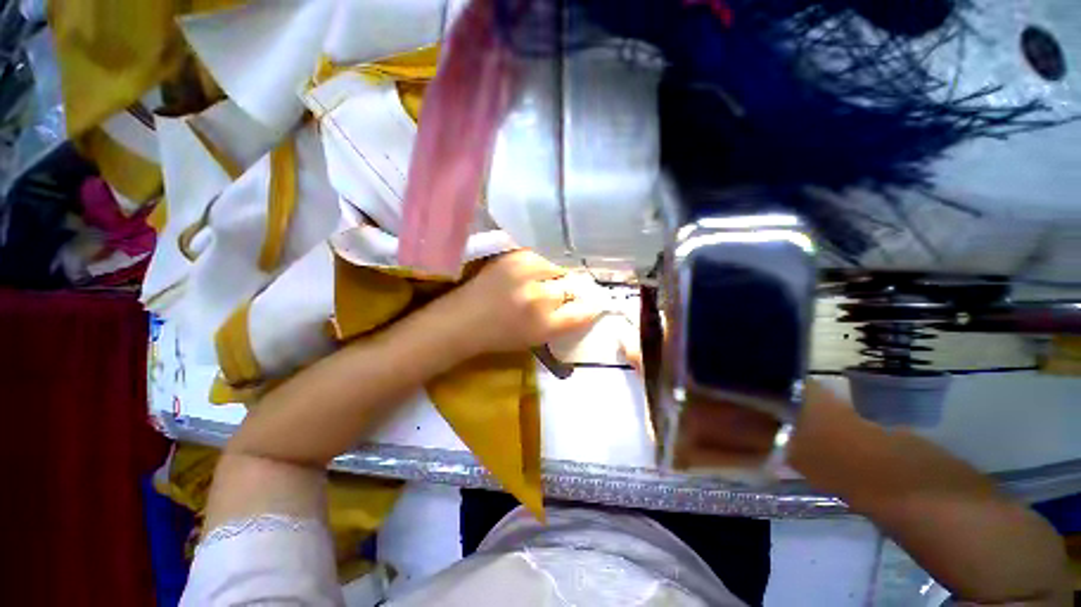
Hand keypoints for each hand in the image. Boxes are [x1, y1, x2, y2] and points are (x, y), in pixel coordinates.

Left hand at [438, 250, 601, 357]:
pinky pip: (542, 255)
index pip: (583, 311)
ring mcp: (526, 271)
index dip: (589, 306)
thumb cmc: (500, 335)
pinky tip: (534, 271)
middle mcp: (539, 296)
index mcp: (545, 324)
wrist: (463, 320)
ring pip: (560, 267)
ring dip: (557, 274)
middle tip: (561, 293)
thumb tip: (587, 303)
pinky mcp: (514, 256)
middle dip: (571, 290)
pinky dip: (544, 263)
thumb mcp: (537, 338)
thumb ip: (565, 322)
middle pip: (573, 285)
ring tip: (545, 281)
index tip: (589, 304)